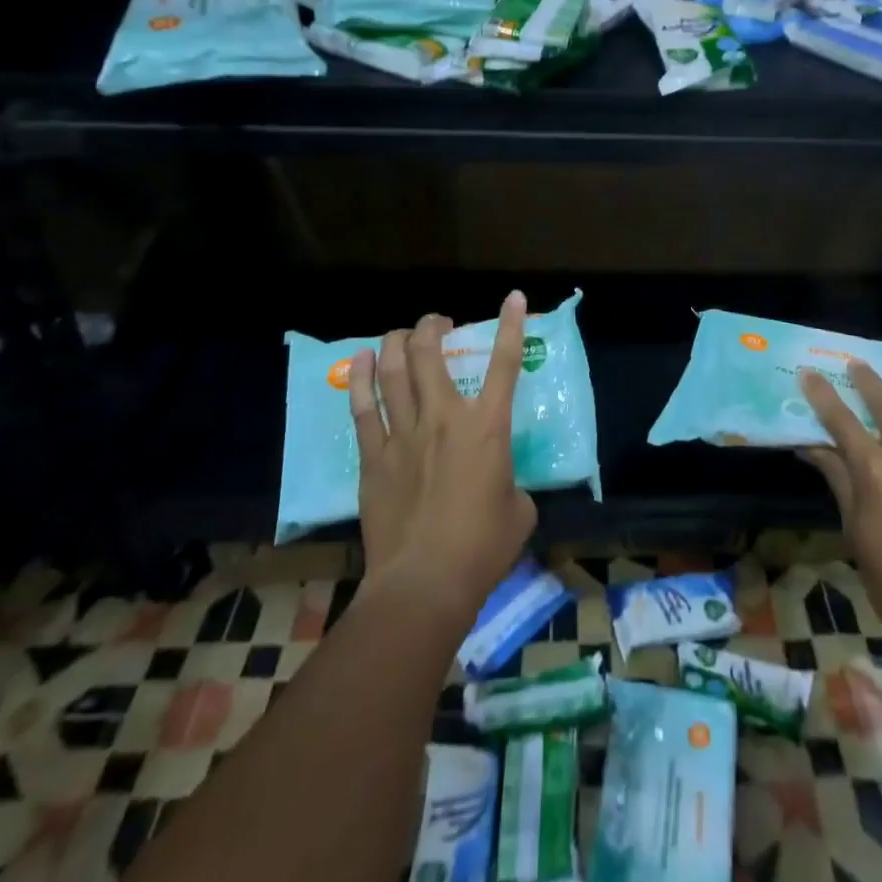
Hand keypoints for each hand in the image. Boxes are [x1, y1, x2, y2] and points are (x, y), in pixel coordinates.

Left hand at [346, 292, 536, 618]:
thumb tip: (500, 485)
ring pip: (395, 372)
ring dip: (397, 344)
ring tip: (401, 334)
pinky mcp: (374, 458)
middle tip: (438, 323)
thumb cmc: (482, 548)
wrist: (424, 584)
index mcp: (487, 427)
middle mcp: (444, 418)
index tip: (514, 297)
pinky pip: (364, 409)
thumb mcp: (519, 510)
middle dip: (434, 327)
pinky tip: (362, 361)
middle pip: (432, 354)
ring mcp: (404, 435)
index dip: (511, 325)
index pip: (505, 364)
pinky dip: (362, 380)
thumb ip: (511, 485)